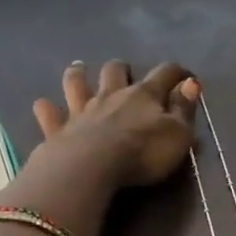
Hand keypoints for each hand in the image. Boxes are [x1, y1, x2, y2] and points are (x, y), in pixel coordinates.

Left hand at [32, 60, 199, 187]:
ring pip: (77, 83)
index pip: (164, 74)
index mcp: (144, 95)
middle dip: (120, 68)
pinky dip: (47, 108)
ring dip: (78, 75)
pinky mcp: (59, 129)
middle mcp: (111, 95)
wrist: (93, 167)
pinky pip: (49, 113)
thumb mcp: (177, 134)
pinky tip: (43, 105)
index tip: (187, 76)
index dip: (177, 73)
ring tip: (79, 70)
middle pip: (114, 71)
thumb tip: (191, 84)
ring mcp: (82, 111)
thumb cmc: (143, 153)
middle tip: (123, 70)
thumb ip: (184, 109)